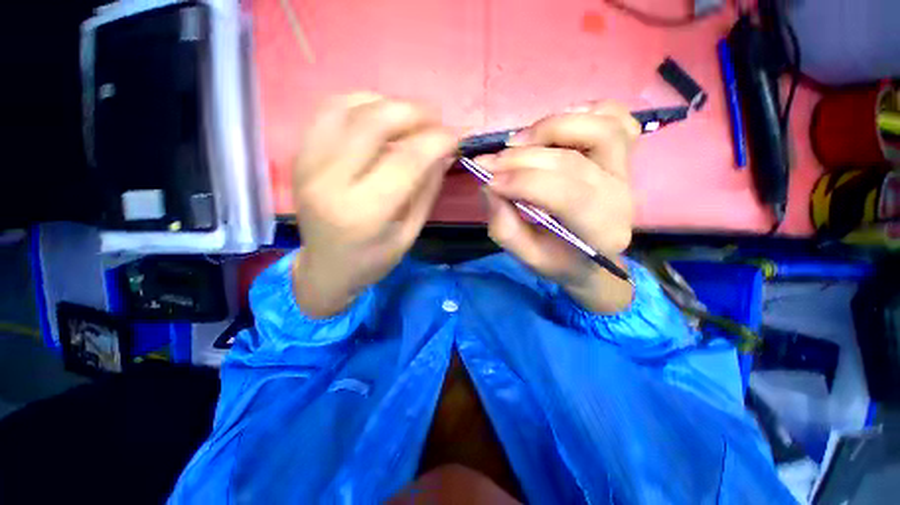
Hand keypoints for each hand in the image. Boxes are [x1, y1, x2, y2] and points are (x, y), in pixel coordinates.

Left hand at [291, 94, 456, 317]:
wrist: (323, 267)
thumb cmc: (370, 258)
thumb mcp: (409, 233)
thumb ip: (428, 185)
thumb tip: (446, 145)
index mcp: (362, 212)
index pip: (407, 157)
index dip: (438, 138)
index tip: (454, 137)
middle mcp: (330, 181)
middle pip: (375, 120)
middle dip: (414, 111)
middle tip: (432, 121)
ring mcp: (309, 163)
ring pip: (349, 107)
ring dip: (385, 103)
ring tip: (402, 119)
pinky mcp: (301, 154)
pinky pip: (329, 110)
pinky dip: (357, 103)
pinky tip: (373, 116)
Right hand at [479, 102, 640, 313]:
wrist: (599, 256)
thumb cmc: (564, 258)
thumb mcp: (530, 258)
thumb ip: (506, 226)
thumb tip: (489, 182)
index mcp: (603, 232)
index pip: (568, 195)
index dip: (523, 180)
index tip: (488, 177)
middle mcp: (620, 197)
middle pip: (574, 161)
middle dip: (524, 156)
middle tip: (494, 161)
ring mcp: (626, 169)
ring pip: (603, 128)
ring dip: (557, 125)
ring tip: (526, 139)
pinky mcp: (625, 150)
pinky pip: (616, 115)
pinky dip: (589, 109)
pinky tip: (561, 122)